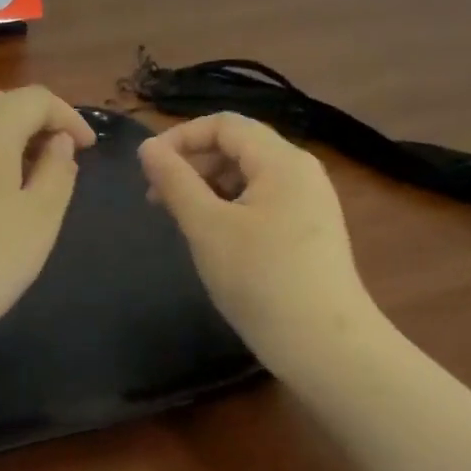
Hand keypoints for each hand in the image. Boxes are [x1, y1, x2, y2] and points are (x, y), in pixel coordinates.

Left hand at [0, 87, 96, 361]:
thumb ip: (58, 173)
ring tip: (28, 176)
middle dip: (36, 121)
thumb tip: (60, 142)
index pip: (36, 98)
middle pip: (1, 103)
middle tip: (60, 158)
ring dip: (7, 137)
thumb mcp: (39, 220)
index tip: (88, 148)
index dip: (68, 116)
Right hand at [139, 113, 375, 366]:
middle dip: (191, 163)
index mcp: (281, 161)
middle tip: (155, 199)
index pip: (224, 124)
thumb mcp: (206, 227)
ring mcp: (308, 203)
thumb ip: (174, 182)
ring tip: (178, 219)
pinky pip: (261, 202)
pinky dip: (228, 207)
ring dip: (206, 187)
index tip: (146, 168)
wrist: (323, 345)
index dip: (180, 137)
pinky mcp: (308, 231)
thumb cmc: (260, 279)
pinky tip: (211, 237)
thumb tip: (146, 148)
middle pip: (237, 147)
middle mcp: (300, 172)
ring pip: (247, 176)